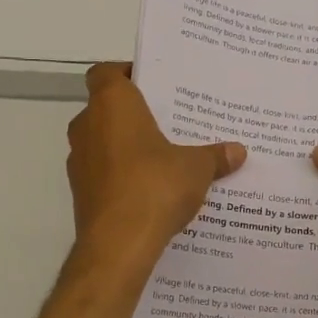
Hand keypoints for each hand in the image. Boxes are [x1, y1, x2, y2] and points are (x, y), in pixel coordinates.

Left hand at [67, 63, 245, 269]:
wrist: (118, 244)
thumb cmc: (155, 186)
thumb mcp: (197, 168)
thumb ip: (215, 156)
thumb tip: (238, 151)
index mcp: (112, 105)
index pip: (106, 73)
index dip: (126, 74)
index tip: (153, 85)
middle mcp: (87, 126)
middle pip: (106, 108)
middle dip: (134, 114)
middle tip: (168, 122)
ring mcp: (79, 161)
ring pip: (102, 142)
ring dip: (126, 146)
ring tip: (163, 158)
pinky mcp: (80, 193)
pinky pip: (103, 172)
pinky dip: (121, 175)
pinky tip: (150, 190)